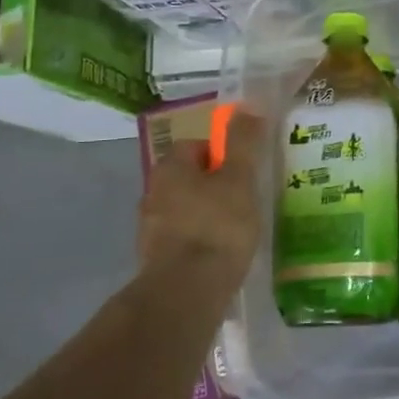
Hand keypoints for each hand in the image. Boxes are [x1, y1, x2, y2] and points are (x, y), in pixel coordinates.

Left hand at [137, 110, 269, 301]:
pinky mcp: (154, 260)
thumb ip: (243, 142)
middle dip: (212, 184)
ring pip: (182, 209)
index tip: (243, 170)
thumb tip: (248, 106)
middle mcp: (152, 193)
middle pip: (186, 178)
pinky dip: (198, 241)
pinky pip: (181, 239)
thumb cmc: (218, 225)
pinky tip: (218, 255)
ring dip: (204, 214)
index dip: (221, 154)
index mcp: (169, 168)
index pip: (194, 146)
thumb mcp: (239, 178)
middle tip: (243, 198)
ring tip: (235, 229)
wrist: (187, 292)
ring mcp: (149, 229)